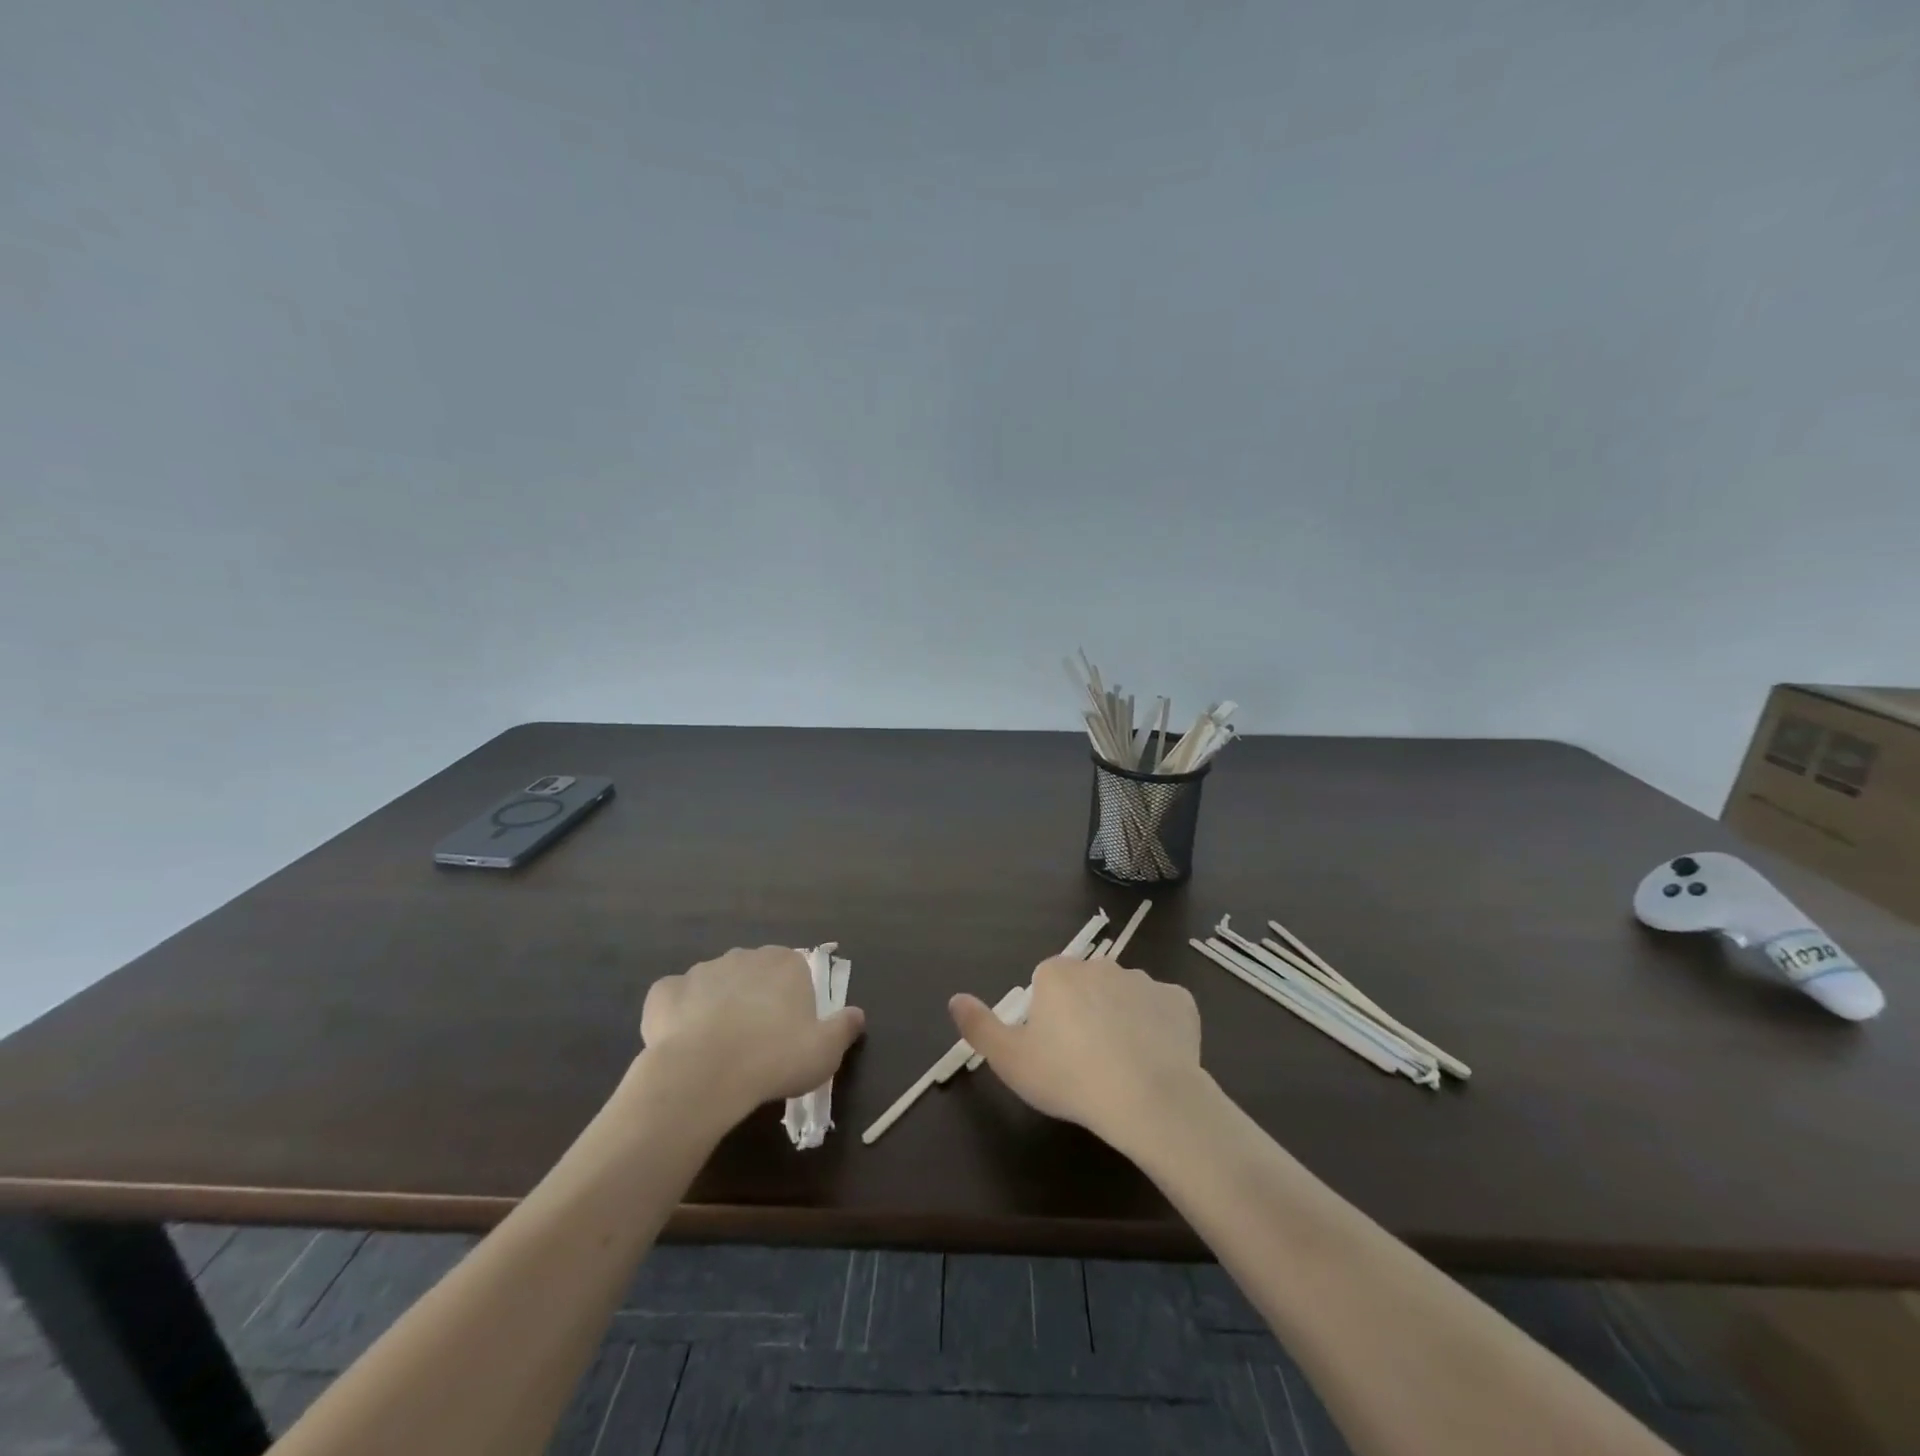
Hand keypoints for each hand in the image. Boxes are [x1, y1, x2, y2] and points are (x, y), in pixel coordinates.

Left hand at [641, 946, 864, 1116]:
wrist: (703, 1075)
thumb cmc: (774, 1058)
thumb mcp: (825, 1051)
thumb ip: (844, 1027)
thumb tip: (857, 1014)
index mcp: (784, 963)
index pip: (794, 970)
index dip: (792, 999)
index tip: (790, 1030)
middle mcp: (744, 956)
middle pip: (754, 974)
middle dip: (754, 999)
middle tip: (756, 1041)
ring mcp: (701, 970)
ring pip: (715, 985)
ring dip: (718, 1006)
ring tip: (719, 1048)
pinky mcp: (665, 991)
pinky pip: (675, 999)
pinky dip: (679, 1015)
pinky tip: (683, 1042)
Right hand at [948, 955, 1204, 1148]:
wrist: (1148, 1097)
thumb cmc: (1069, 1077)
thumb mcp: (1010, 1060)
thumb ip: (979, 1026)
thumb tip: (955, 998)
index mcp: (1057, 973)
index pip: (1046, 987)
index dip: (1048, 1021)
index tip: (1054, 1054)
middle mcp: (1100, 964)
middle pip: (1086, 988)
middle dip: (1085, 1015)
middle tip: (1086, 1062)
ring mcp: (1144, 980)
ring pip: (1125, 998)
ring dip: (1122, 1020)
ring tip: (1124, 1067)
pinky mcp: (1180, 1000)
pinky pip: (1163, 1011)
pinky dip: (1159, 1029)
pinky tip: (1156, 1060)